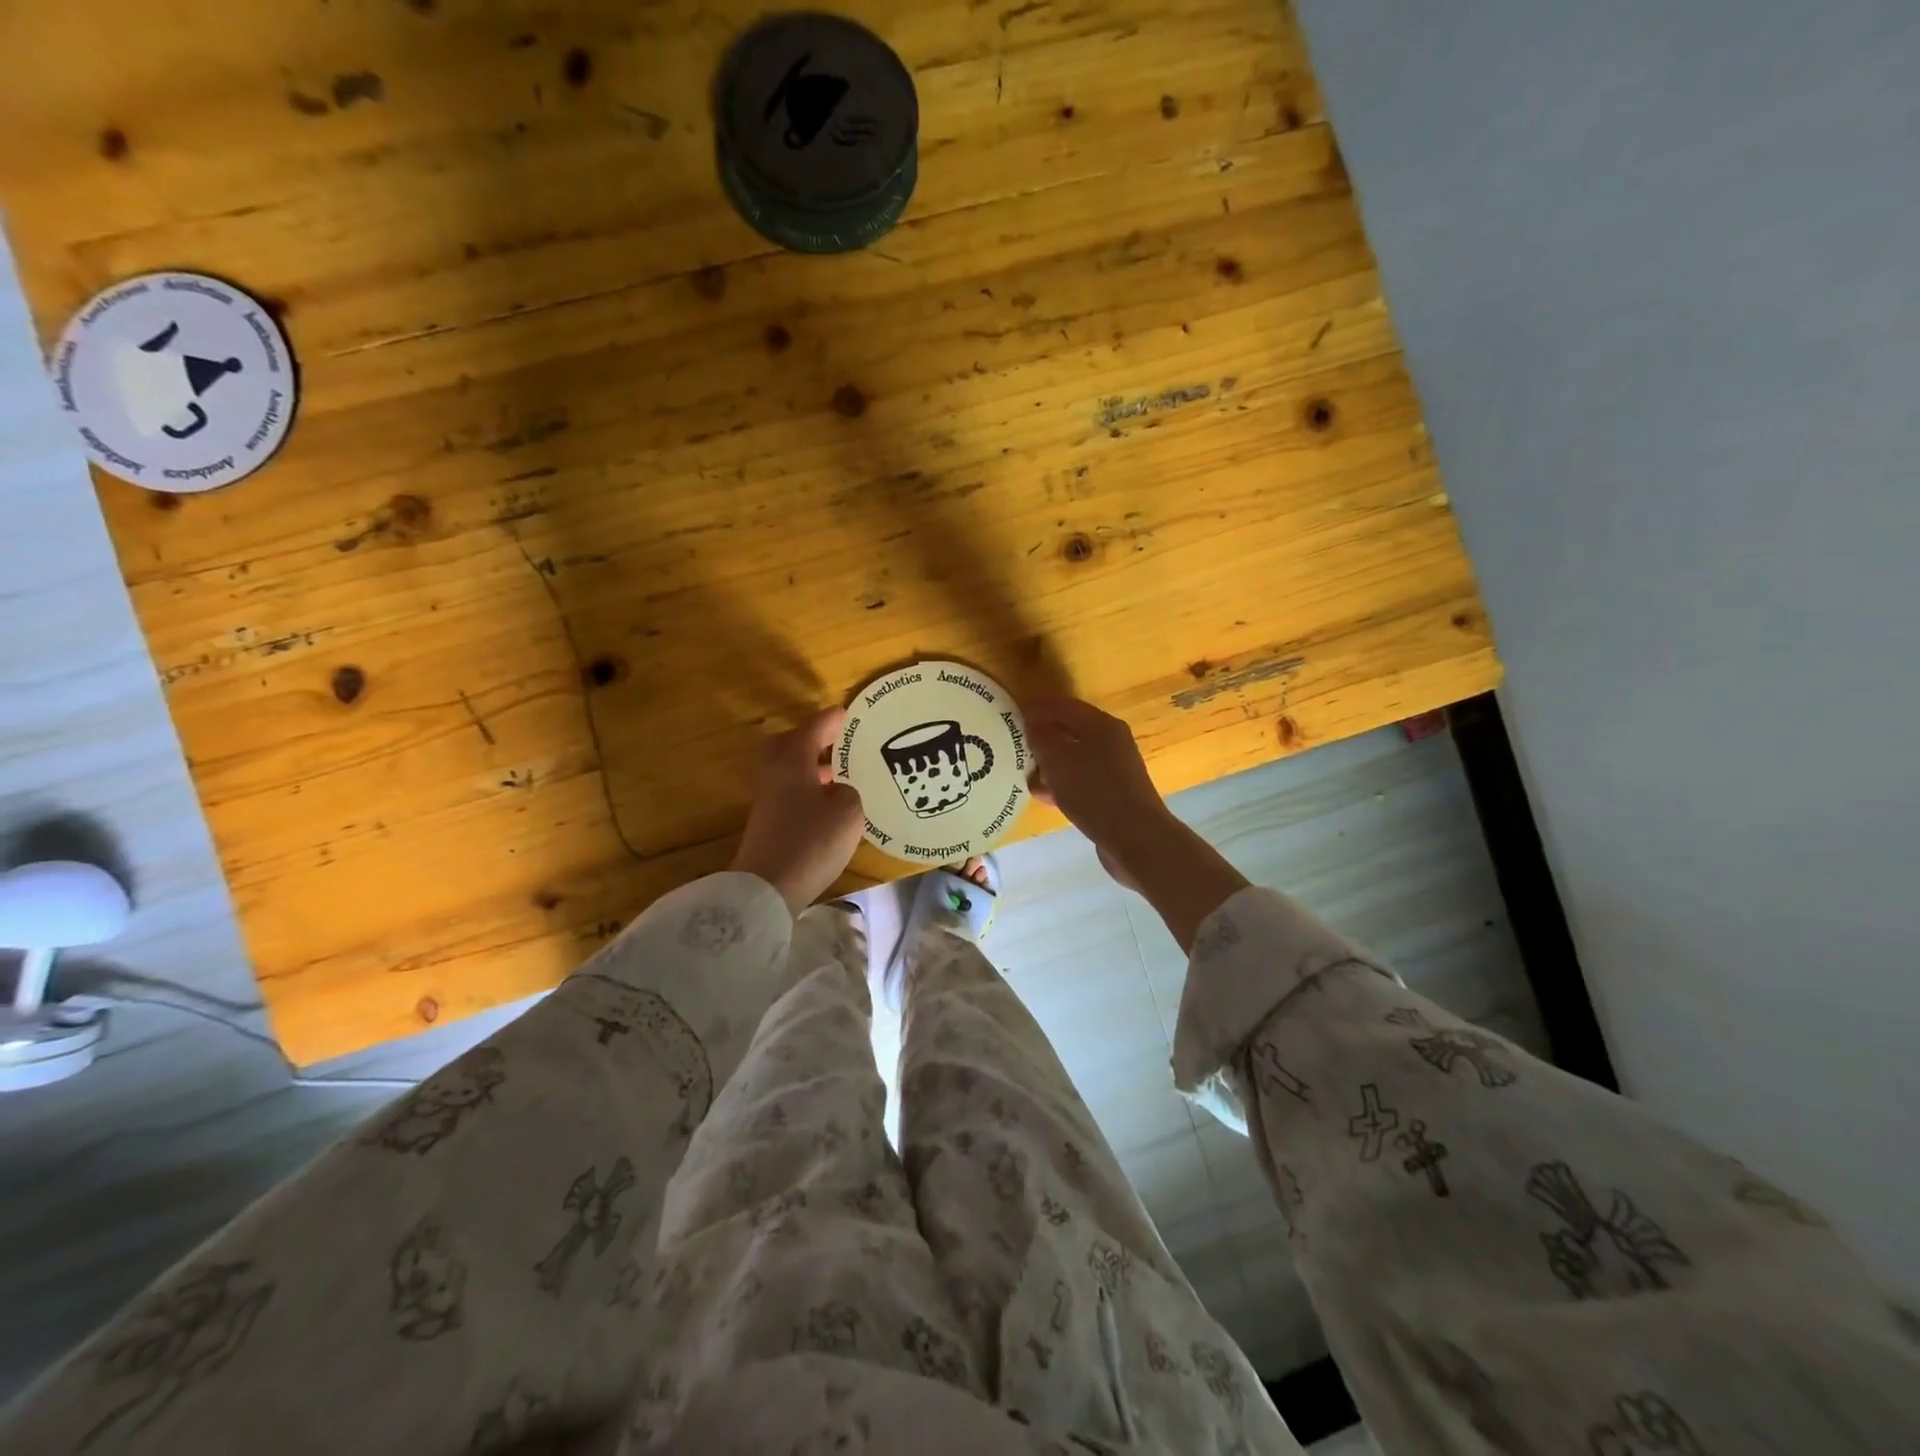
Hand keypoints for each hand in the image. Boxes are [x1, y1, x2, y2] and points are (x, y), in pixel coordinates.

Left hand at [731, 708, 865, 915]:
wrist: (767, 887)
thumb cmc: (811, 841)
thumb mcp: (848, 812)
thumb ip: (848, 792)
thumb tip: (838, 791)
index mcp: (792, 761)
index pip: (812, 730)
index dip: (830, 721)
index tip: (845, 714)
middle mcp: (774, 774)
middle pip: (787, 745)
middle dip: (810, 740)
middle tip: (834, 742)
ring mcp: (766, 800)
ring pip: (786, 770)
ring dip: (809, 766)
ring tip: (837, 774)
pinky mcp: (766, 823)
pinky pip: (787, 792)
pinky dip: (805, 788)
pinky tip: (826, 803)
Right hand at [1024, 697, 1174, 857]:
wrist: (1136, 839)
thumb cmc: (1094, 792)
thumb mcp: (1059, 762)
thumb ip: (1041, 740)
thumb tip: (1032, 726)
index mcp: (1101, 725)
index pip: (1064, 706)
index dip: (1037, 708)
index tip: (1011, 713)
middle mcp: (1111, 742)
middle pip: (1070, 730)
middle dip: (1042, 734)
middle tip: (1014, 742)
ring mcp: (1114, 769)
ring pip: (1074, 757)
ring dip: (1049, 761)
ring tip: (1022, 768)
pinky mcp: (1113, 793)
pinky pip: (1081, 779)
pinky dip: (1061, 782)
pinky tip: (1041, 794)